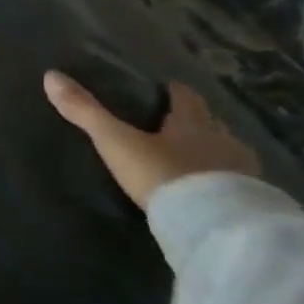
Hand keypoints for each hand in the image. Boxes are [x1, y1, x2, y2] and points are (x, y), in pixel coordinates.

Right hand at [44, 71, 259, 208]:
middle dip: (196, 122)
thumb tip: (51, 76)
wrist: (216, 228)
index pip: (186, 97)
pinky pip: (239, 184)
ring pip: (228, 153)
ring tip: (194, 161)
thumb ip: (86, 112)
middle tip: (176, 125)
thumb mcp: (117, 142)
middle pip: (211, 123)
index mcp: (192, 123)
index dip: (175, 91)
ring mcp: (244, 173)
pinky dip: (225, 182)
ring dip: (213, 153)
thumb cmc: (164, 175)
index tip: (166, 88)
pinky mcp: (253, 204)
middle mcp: (223, 141)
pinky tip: (212, 192)